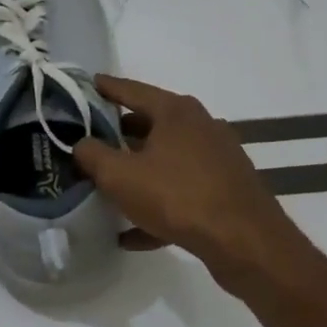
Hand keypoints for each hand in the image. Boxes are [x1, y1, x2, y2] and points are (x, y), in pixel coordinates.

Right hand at [74, 75, 306, 282]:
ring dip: (140, 172)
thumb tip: (81, 143)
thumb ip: (93, 155)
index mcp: (176, 111)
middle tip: (93, 140)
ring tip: (111, 186)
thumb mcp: (120, 176)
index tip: (88, 84)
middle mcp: (200, 126)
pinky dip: (158, 205)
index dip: (106, 88)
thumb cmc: (177, 197)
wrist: (245, 242)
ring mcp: (217, 158)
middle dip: (121, 133)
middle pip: (152, 123)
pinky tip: (133, 234)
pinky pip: (182, 192)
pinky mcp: (226, 189)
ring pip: (167, 160)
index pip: (132, 90)